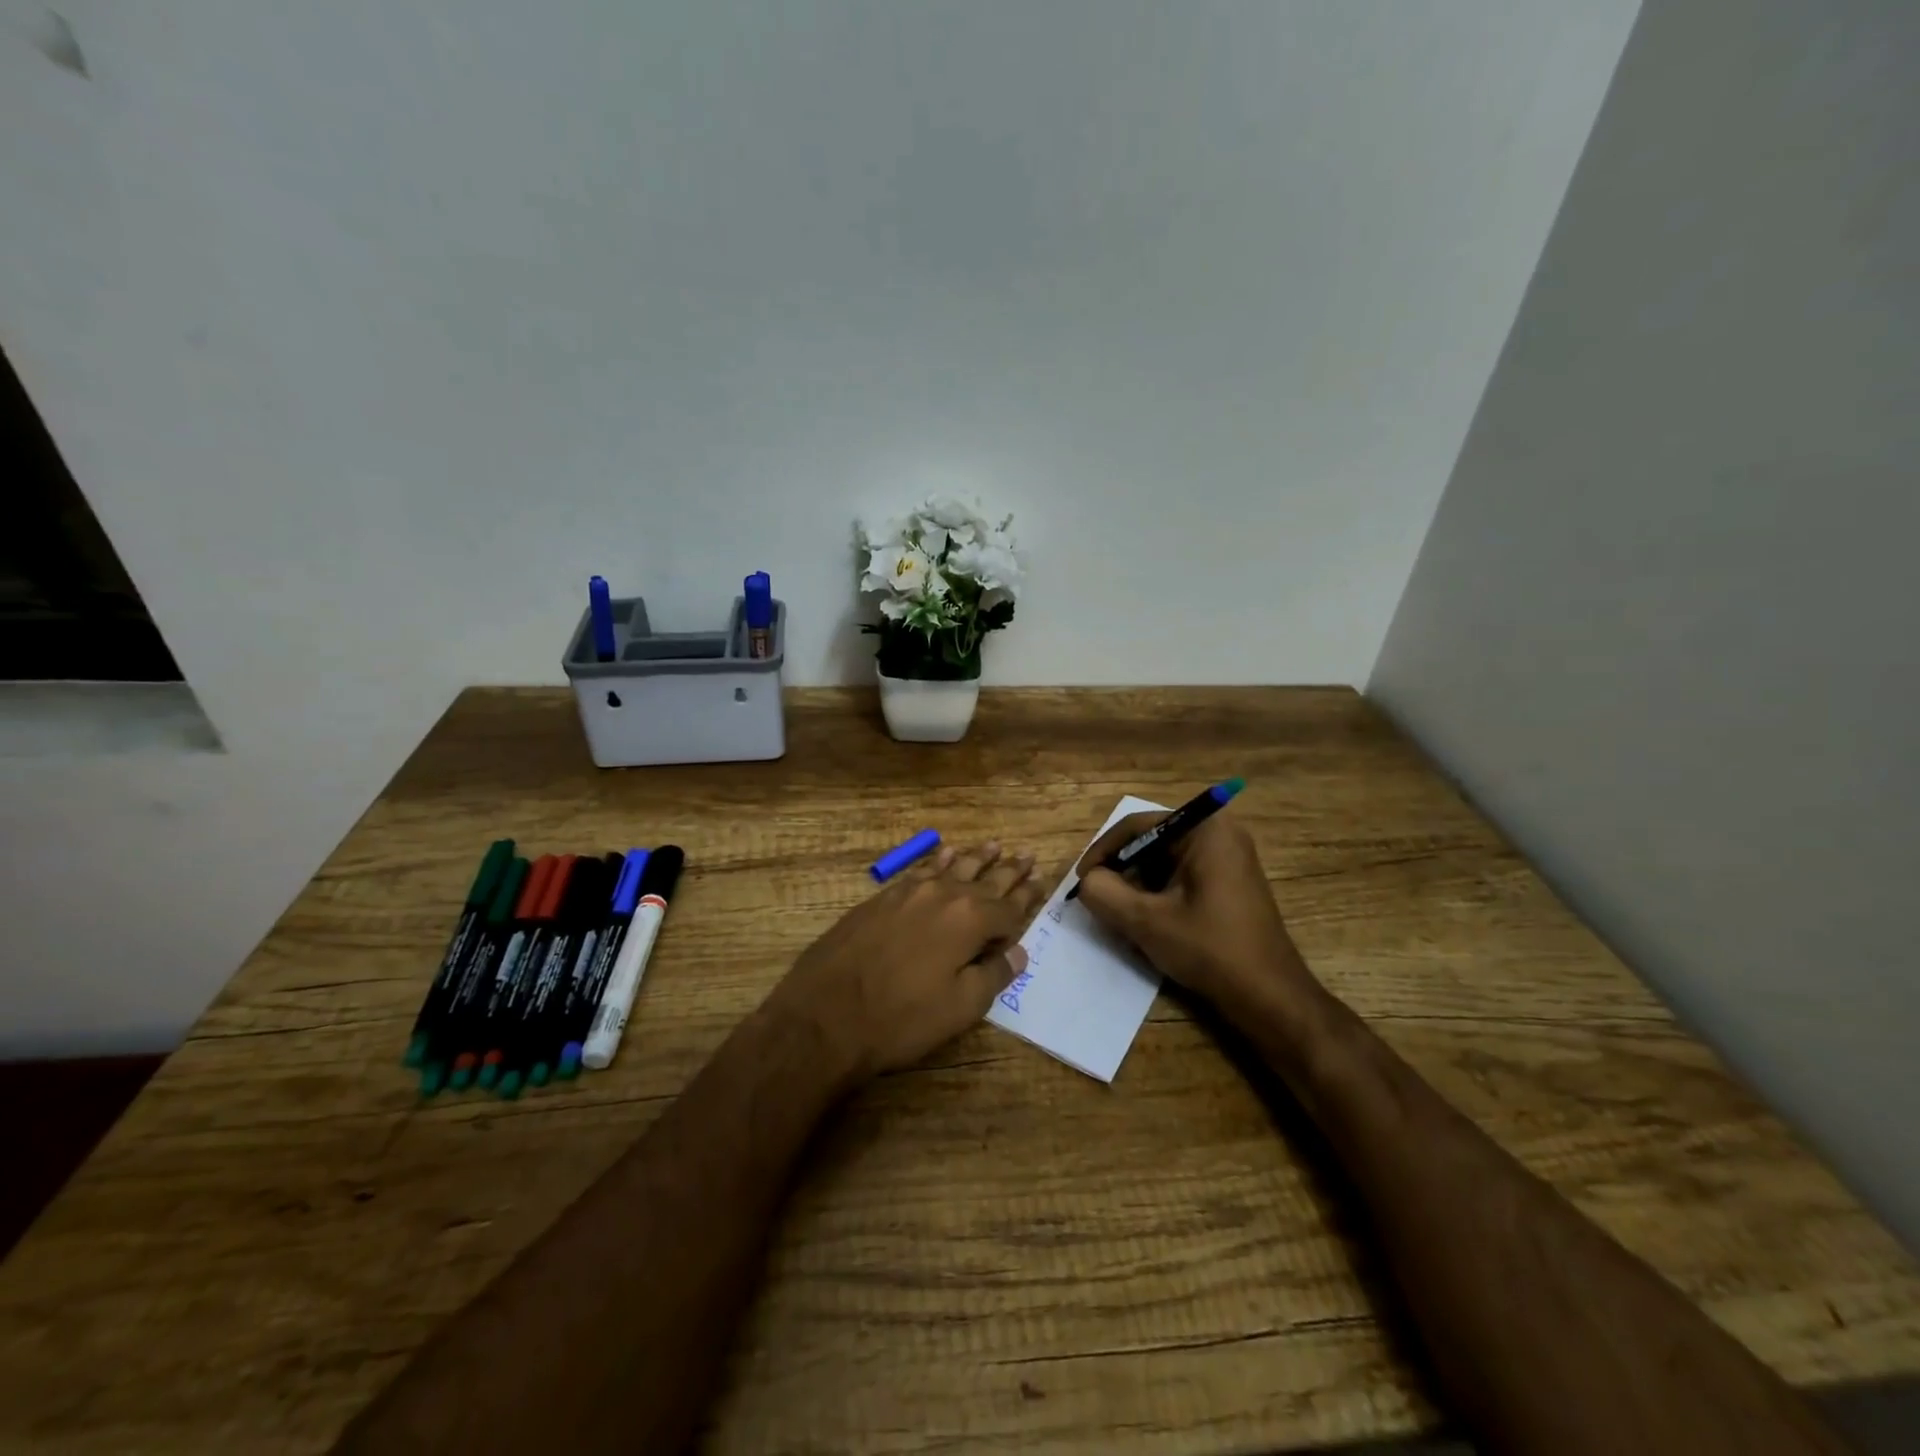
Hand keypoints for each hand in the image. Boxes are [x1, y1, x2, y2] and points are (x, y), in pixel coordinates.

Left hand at [768, 842, 1044, 1082]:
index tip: (1041, 882)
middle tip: (1026, 856)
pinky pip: (919, 869)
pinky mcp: (882, 897)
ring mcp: (909, 892)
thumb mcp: (960, 1007)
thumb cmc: (901, 1018)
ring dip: (976, 858)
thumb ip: (994, 974)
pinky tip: (945, 853)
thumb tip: (1019, 952)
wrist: (825, 1014)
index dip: (1027, 898)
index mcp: (969, 920)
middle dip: (1008, 871)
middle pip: (984, 880)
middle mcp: (943, 896)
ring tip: (994, 846)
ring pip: (952, 868)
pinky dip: (936, 860)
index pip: (1009, 908)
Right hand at [1074, 810, 1314, 1014]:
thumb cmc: (1210, 949)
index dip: (1103, 852)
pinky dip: (1158, 896)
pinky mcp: (1229, 884)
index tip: (1082, 881)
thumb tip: (1087, 882)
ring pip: (1163, 863)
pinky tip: (1147, 924)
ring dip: (1137, 886)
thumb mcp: (1146, 921)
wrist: (1270, 997)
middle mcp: (1219, 833)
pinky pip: (1180, 878)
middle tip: (1098, 900)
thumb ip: (1105, 893)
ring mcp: (1228, 859)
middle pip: (1151, 842)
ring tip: (1119, 916)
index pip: (1137, 826)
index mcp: (1205, 829)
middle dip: (1121, 871)